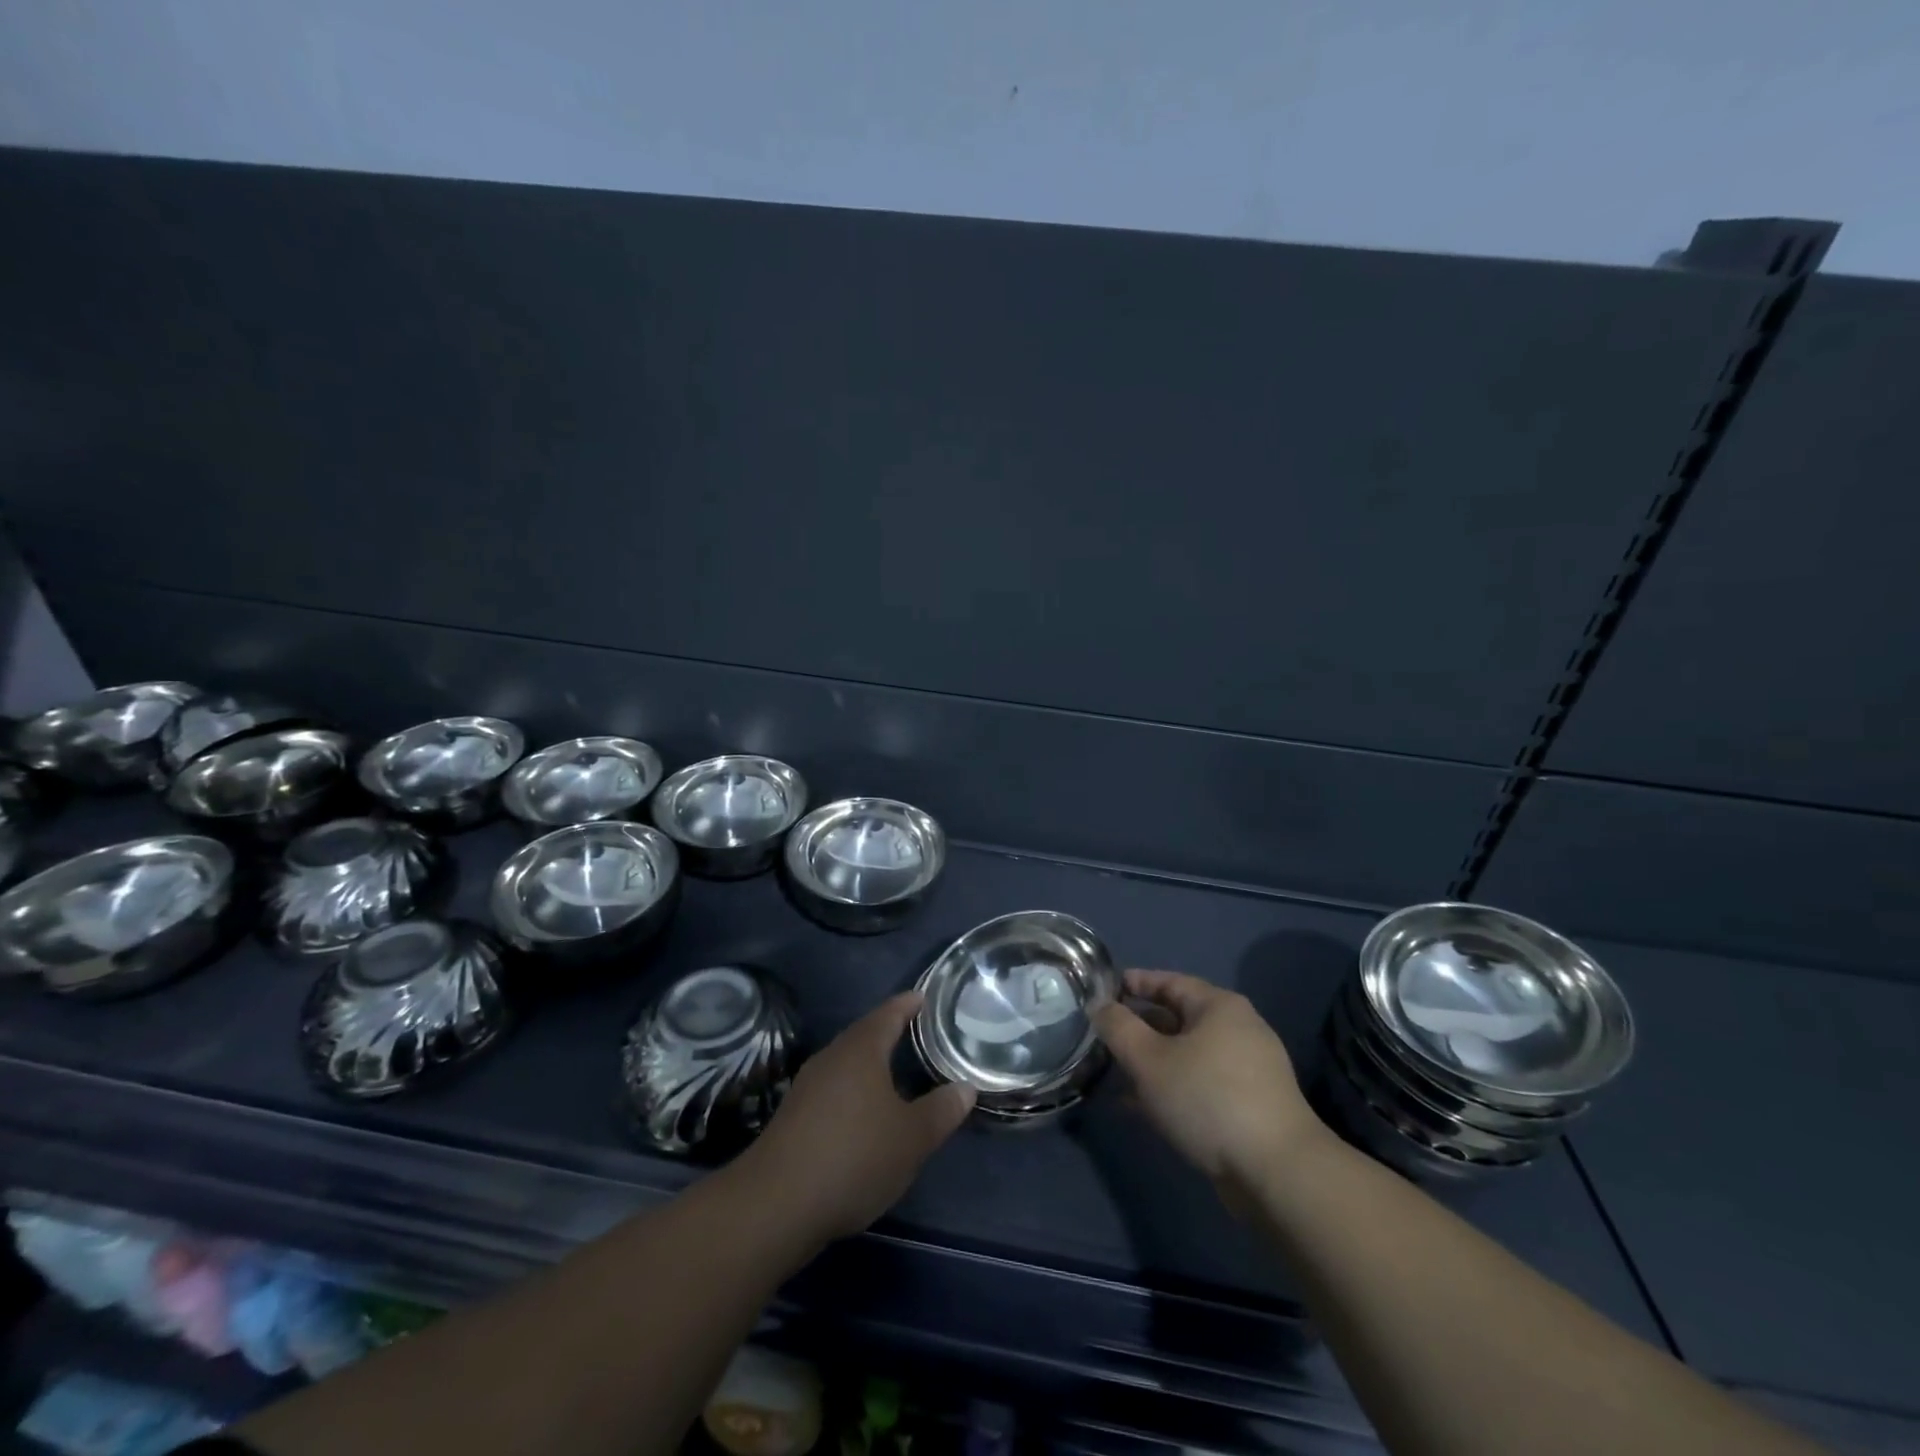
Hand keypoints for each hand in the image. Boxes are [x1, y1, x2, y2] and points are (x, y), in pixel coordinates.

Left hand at [744, 992, 974, 1242]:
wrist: (776, 1204)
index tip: (923, 997)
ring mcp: (808, 1086)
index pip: (888, 1014)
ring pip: (846, 1062)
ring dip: (869, 1062)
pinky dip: (853, 1089)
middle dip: (888, 1031)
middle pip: (863, 1034)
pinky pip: (832, 1087)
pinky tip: (862, 1111)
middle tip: (915, 1030)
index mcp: (861, 1050)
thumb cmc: (854, 1157)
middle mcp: (832, 1058)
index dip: (908, 1004)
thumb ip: (941, 1111)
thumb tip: (965, 1088)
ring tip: (894, 1069)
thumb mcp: (911, 1138)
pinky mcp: (794, 1116)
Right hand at [1093, 970, 1326, 1190]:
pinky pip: (1202, 1083)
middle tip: (1107, 1036)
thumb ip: (1118, 1028)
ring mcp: (1249, 1068)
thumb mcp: (1149, 1060)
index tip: (1104, 991)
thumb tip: (1099, 1004)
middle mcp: (1239, 1029)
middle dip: (1141, 1027)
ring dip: (1154, 1061)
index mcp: (1219, 1006)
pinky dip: (1173, 1087)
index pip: (1169, 981)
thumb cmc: (1208, 1099)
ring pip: (1189, 1054)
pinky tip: (1145, 1108)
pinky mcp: (1252, 1104)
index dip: (1135, 983)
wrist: (1277, 1173)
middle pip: (1180, 1017)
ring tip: (1119, 1074)